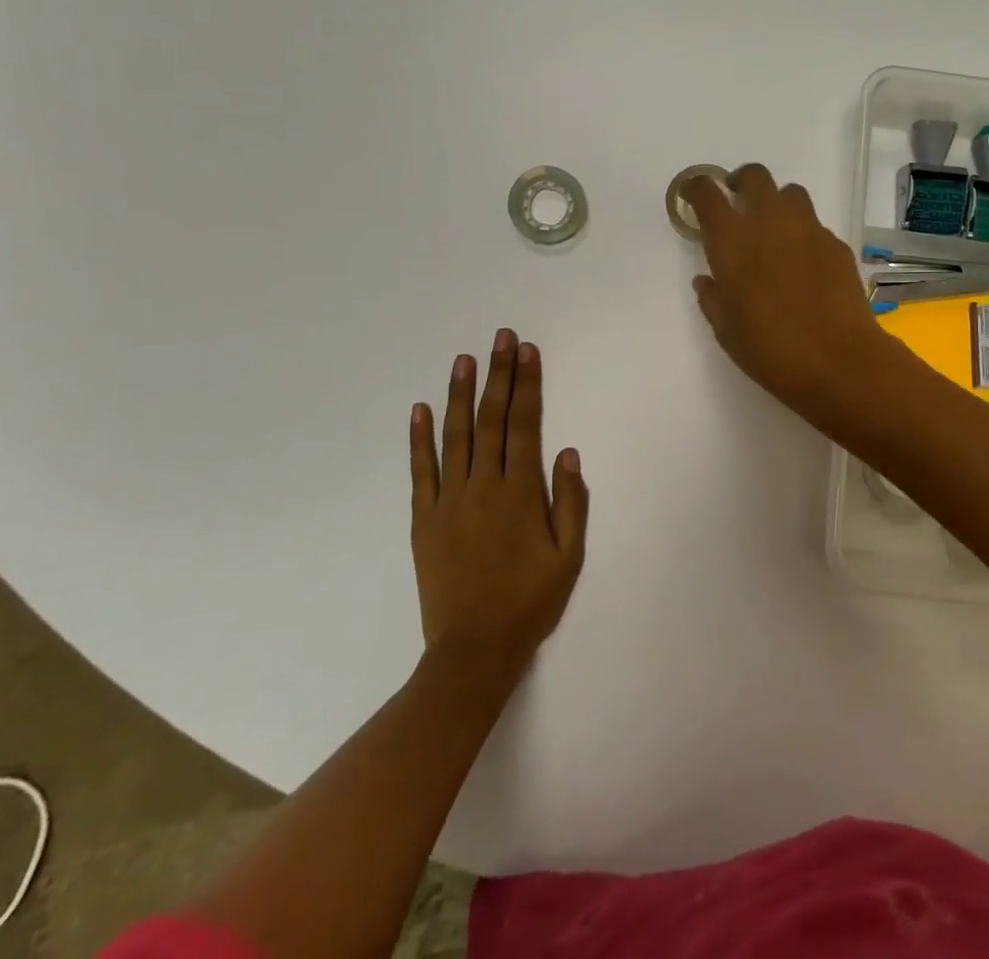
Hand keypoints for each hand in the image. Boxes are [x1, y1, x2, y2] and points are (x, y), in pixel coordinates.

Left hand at [410, 330, 588, 674]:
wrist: (473, 651)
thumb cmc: (529, 602)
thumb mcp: (568, 557)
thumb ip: (570, 502)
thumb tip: (567, 451)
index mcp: (520, 493)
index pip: (524, 425)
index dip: (527, 385)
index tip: (527, 352)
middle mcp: (483, 486)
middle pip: (491, 419)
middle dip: (498, 375)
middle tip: (501, 338)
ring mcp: (449, 501)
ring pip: (455, 436)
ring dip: (459, 394)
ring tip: (463, 359)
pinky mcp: (424, 519)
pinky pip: (421, 471)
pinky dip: (419, 439)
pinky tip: (420, 409)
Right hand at [683, 164, 899, 421]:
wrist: (839, 361)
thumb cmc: (771, 350)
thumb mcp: (727, 330)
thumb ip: (712, 298)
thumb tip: (707, 280)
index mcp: (732, 241)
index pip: (708, 195)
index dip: (697, 188)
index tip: (693, 194)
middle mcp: (769, 223)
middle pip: (754, 177)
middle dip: (741, 182)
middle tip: (736, 200)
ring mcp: (808, 230)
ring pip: (790, 193)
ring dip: (777, 202)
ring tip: (774, 228)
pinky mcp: (836, 244)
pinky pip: (815, 225)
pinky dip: (803, 233)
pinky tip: (804, 263)